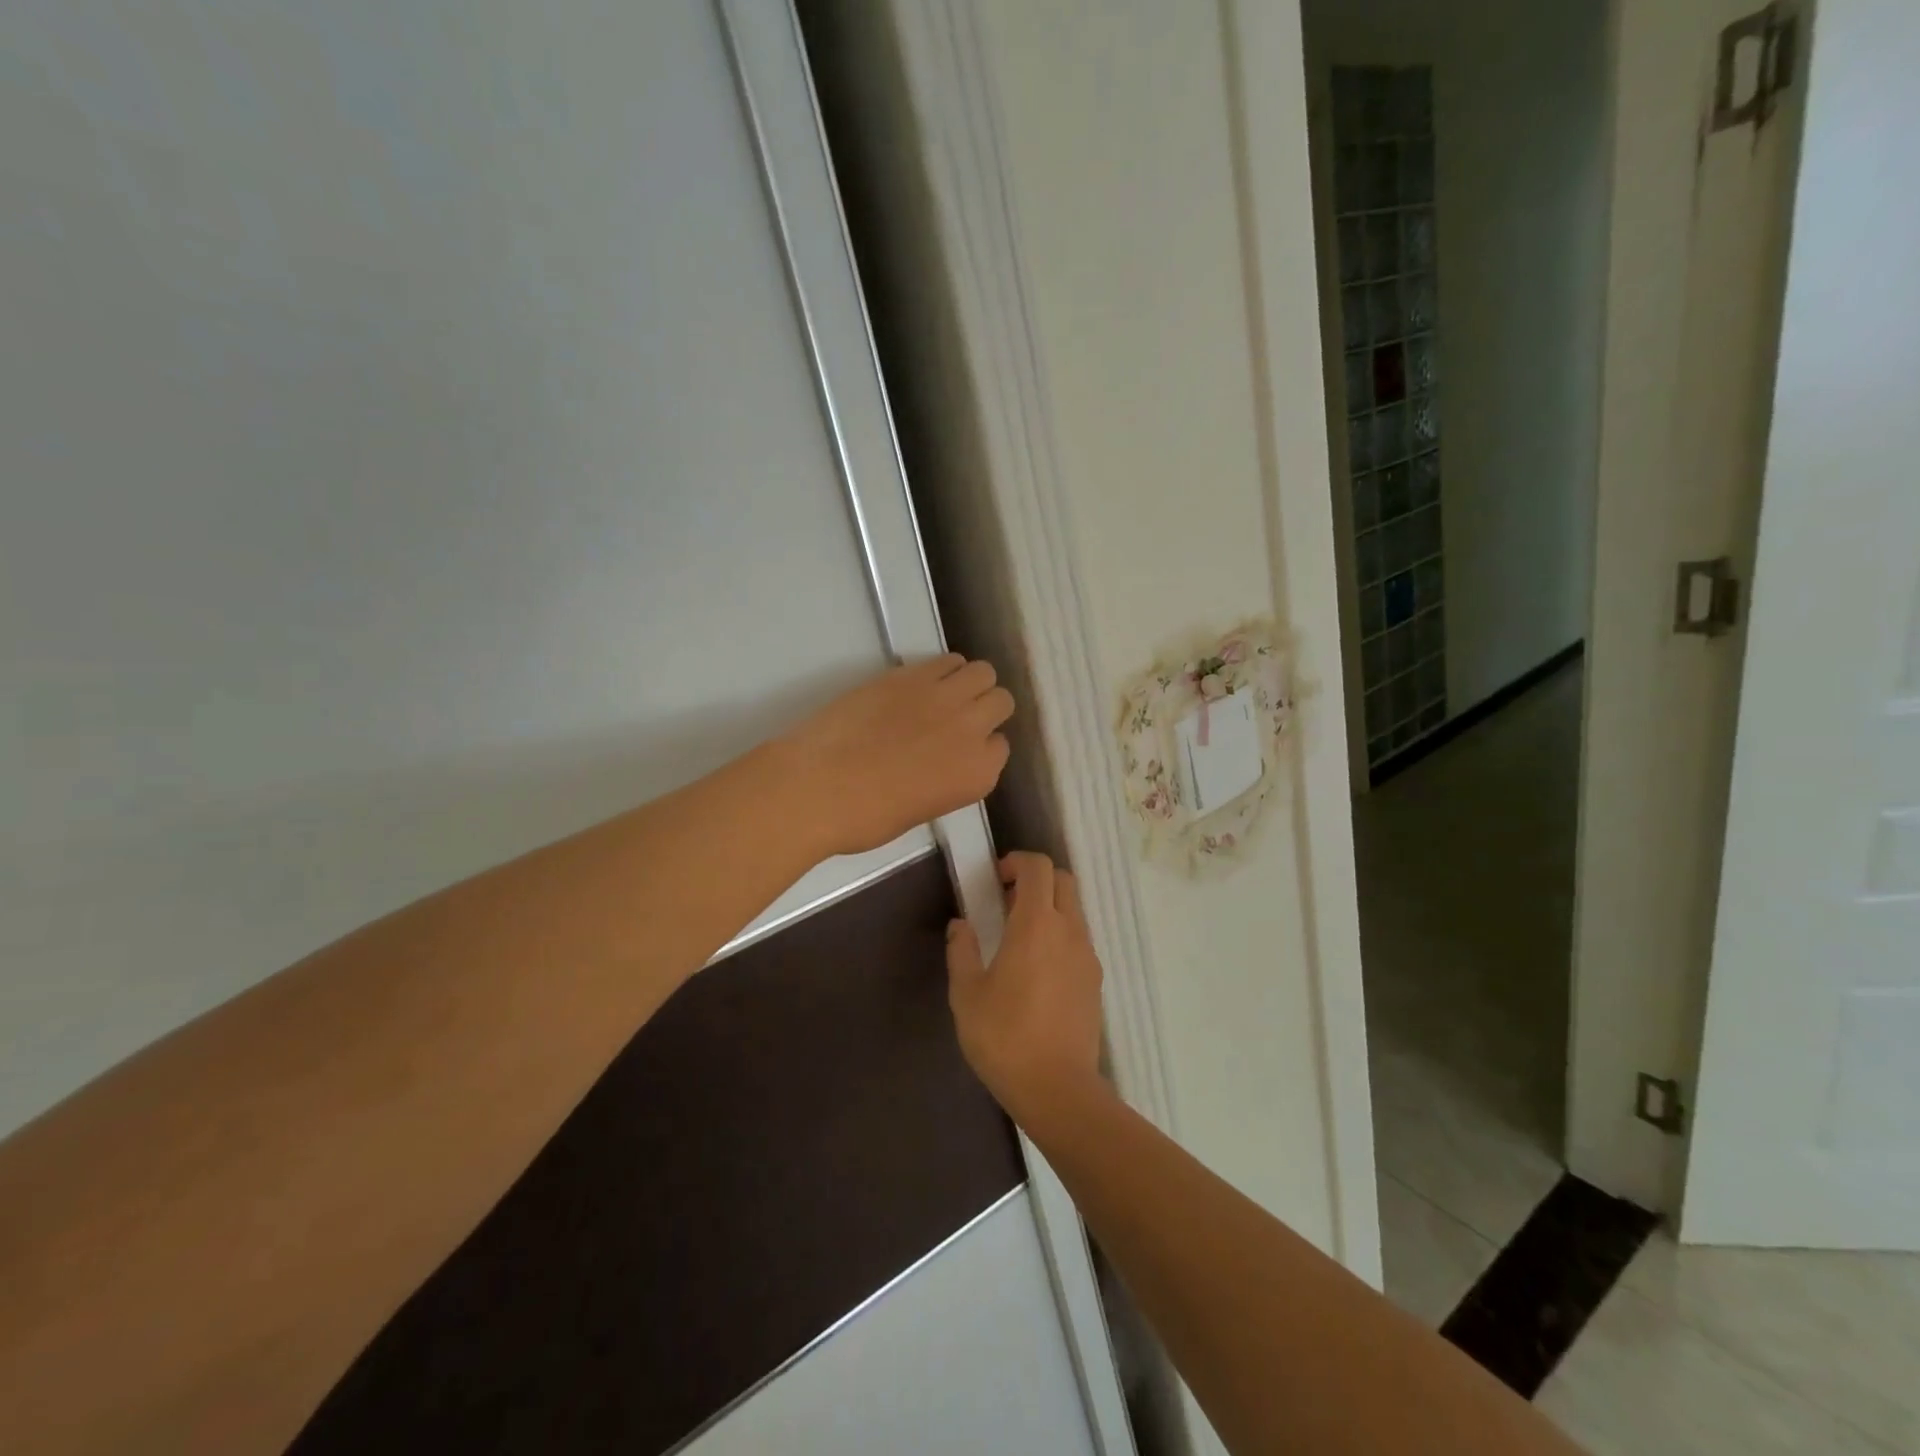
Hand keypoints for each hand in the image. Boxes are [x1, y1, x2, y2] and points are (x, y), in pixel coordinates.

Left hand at [778, 655, 1013, 857]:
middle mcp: (972, 731)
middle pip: (1000, 702)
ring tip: (944, 694)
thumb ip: (945, 781)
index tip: (958, 751)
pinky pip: (947, 660)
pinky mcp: (912, 674)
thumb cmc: (864, 817)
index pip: (999, 747)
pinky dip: (943, 669)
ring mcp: (944, 698)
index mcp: (978, 775)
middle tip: (956, 718)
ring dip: (970, 682)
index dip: (979, 747)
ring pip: (983, 672)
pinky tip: (922, 682)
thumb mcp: (920, 810)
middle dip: (984, 709)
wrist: (817, 787)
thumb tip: (939, 763)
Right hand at [946, 852, 1106, 1131]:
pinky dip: (1060, 934)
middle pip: (1063, 880)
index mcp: (1036, 924)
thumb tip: (961, 925)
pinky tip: (1037, 969)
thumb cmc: (1004, 1037)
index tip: (995, 879)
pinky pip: (1079, 938)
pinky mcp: (1095, 979)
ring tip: (1019, 938)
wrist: (1057, 1089)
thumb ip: (962, 950)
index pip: (1038, 868)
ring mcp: (1087, 955)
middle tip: (1007, 902)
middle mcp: (1068, 930)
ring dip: (1049, 907)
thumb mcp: (966, 994)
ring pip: (1074, 909)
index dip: (1017, 862)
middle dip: (1036, 879)